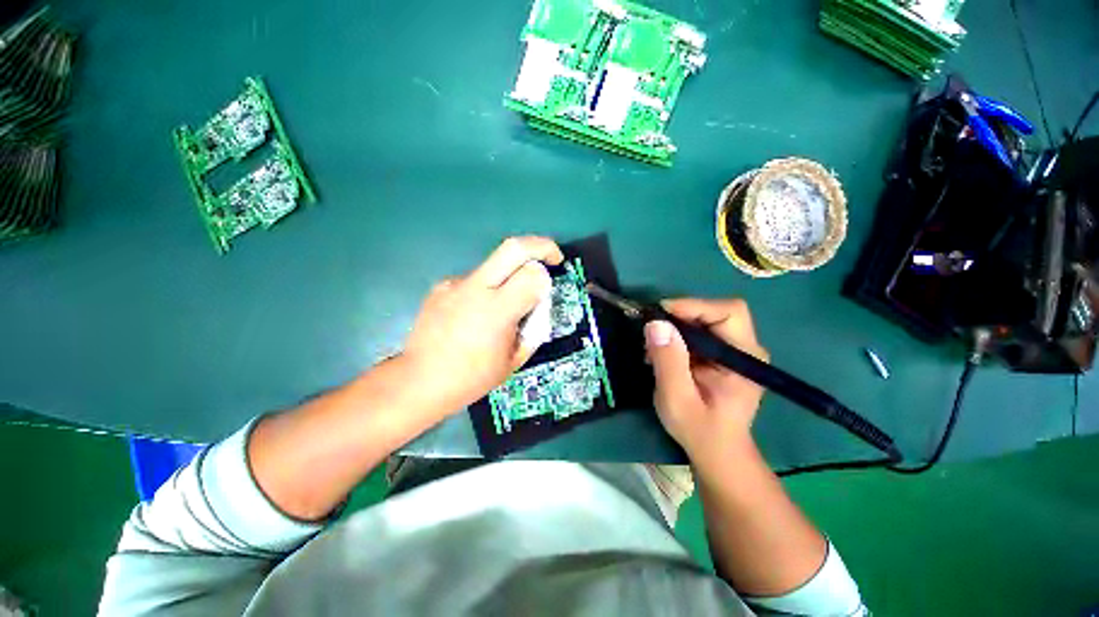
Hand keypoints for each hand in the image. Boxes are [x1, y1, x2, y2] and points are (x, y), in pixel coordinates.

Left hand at [400, 236, 563, 414]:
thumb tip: (538, 302)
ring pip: (495, 263)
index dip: (546, 279)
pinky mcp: (442, 286)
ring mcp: (455, 284)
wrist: (419, 381)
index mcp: (496, 312)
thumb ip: (533, 326)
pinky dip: (487, 290)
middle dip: (540, 245)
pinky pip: (476, 279)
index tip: (546, 290)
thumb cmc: (472, 377)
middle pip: (513, 247)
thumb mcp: (515, 359)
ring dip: (510, 275)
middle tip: (551, 256)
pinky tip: (476, 314)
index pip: (533, 275)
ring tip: (502, 307)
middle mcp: (475, 289)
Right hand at [645, 298, 768, 462]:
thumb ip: (668, 361)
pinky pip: (698, 333)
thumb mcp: (677, 399)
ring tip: (653, 346)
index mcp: (744, 358)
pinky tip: (661, 353)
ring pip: (704, 320)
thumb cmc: (700, 430)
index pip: (728, 313)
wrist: (717, 452)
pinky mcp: (720, 356)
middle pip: (715, 312)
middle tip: (652, 329)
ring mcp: (733, 351)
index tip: (661, 314)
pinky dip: (676, 336)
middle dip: (681, 315)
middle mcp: (744, 349)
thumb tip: (655, 324)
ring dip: (676, 326)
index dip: (694, 306)